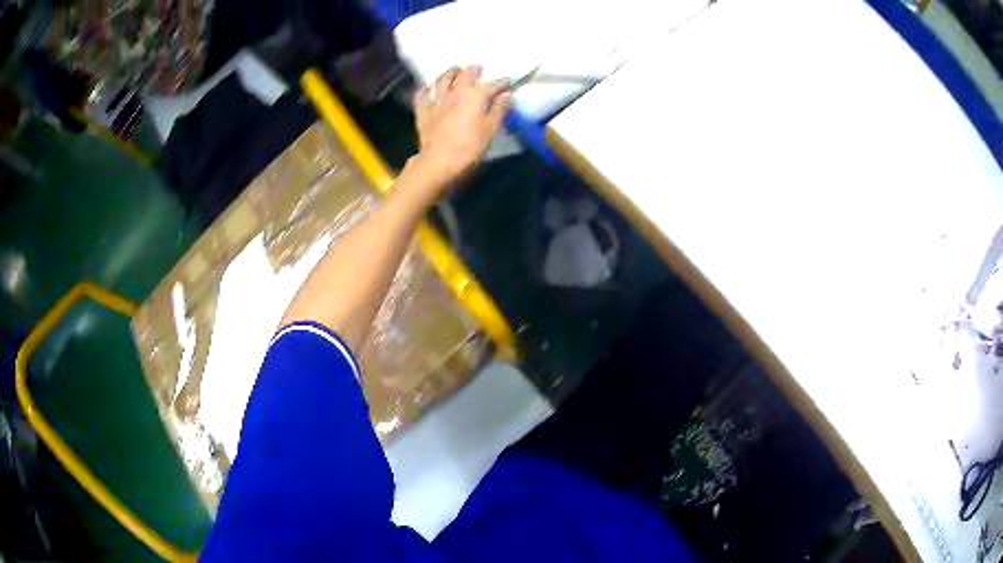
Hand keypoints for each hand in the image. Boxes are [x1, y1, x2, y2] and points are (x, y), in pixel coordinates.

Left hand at [410, 66, 511, 193]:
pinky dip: (425, 91)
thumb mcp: (491, 130)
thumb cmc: (470, 147)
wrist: (439, 162)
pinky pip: (422, 97)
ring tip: (454, 70)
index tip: (507, 82)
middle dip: (473, 70)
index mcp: (475, 96)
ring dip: (449, 73)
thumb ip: (499, 110)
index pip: (492, 85)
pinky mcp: (423, 112)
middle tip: (477, 68)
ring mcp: (437, 101)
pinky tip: (426, 89)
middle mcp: (455, 92)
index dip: (502, 83)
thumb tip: (505, 94)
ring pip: (442, 80)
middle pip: (465, 75)